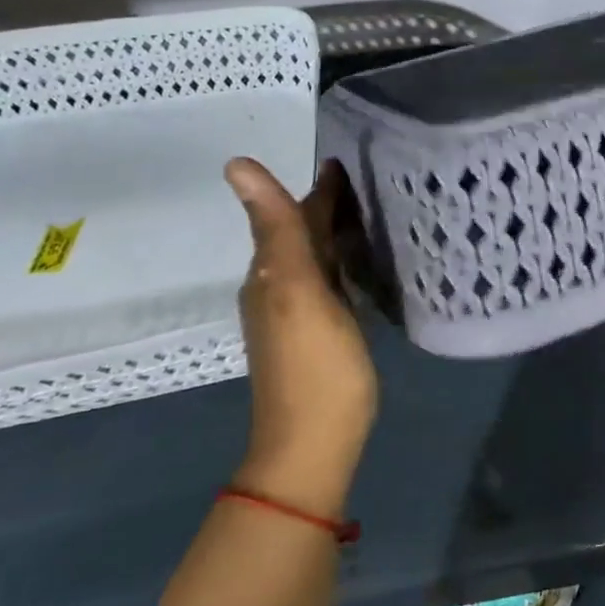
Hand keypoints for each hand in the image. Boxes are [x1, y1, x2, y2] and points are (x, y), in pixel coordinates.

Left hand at [223, 157, 378, 520]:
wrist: (313, 446)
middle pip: (302, 234)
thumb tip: (235, 163)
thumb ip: (277, 228)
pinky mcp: (319, 334)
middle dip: (328, 205)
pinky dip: (342, 261)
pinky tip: (360, 263)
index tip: (346, 159)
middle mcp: (278, 287)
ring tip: (369, 212)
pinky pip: (329, 280)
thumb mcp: (297, 290)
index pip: (294, 215)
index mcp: (273, 272)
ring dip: (335, 231)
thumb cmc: (314, 366)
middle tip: (367, 179)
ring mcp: (298, 314)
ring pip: (315, 257)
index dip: (319, 188)